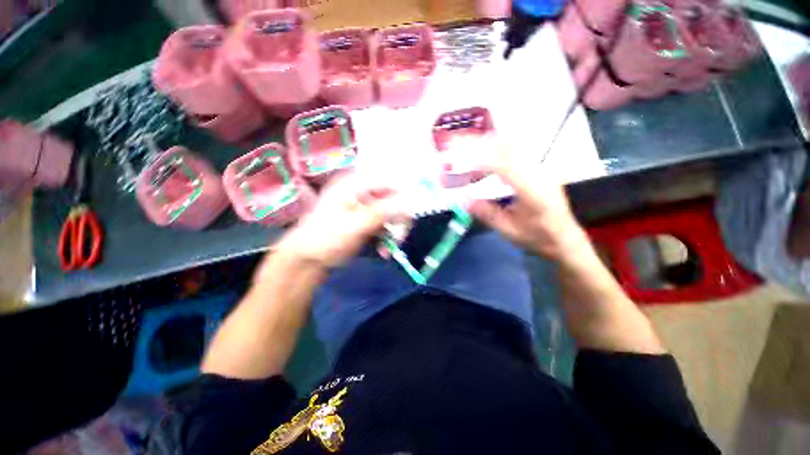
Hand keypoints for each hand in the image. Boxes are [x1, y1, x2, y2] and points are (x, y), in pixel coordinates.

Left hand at [276, 173, 402, 268]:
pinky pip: (385, 225)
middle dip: (398, 220)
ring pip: (392, 214)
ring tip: (387, 249)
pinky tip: (383, 250)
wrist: (307, 259)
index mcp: (355, 183)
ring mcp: (365, 206)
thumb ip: (383, 212)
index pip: (389, 182)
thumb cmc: (326, 238)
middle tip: (398, 239)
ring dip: (393, 232)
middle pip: (393, 199)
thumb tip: (410, 202)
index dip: (404, 196)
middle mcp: (362, 191)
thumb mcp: (355, 224)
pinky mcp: (366, 220)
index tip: (410, 216)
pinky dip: (387, 237)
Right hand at [468, 146, 589, 260]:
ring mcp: (542, 166)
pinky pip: (515, 151)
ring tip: (464, 151)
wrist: (564, 236)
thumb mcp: (509, 230)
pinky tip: (483, 159)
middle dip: (478, 144)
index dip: (479, 159)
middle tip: (455, 146)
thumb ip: (486, 213)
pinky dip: (495, 150)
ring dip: (486, 145)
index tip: (457, 159)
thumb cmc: (537, 237)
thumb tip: (462, 198)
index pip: (504, 165)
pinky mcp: (539, 166)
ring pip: (512, 145)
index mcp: (534, 190)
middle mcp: (540, 172)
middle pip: (508, 147)